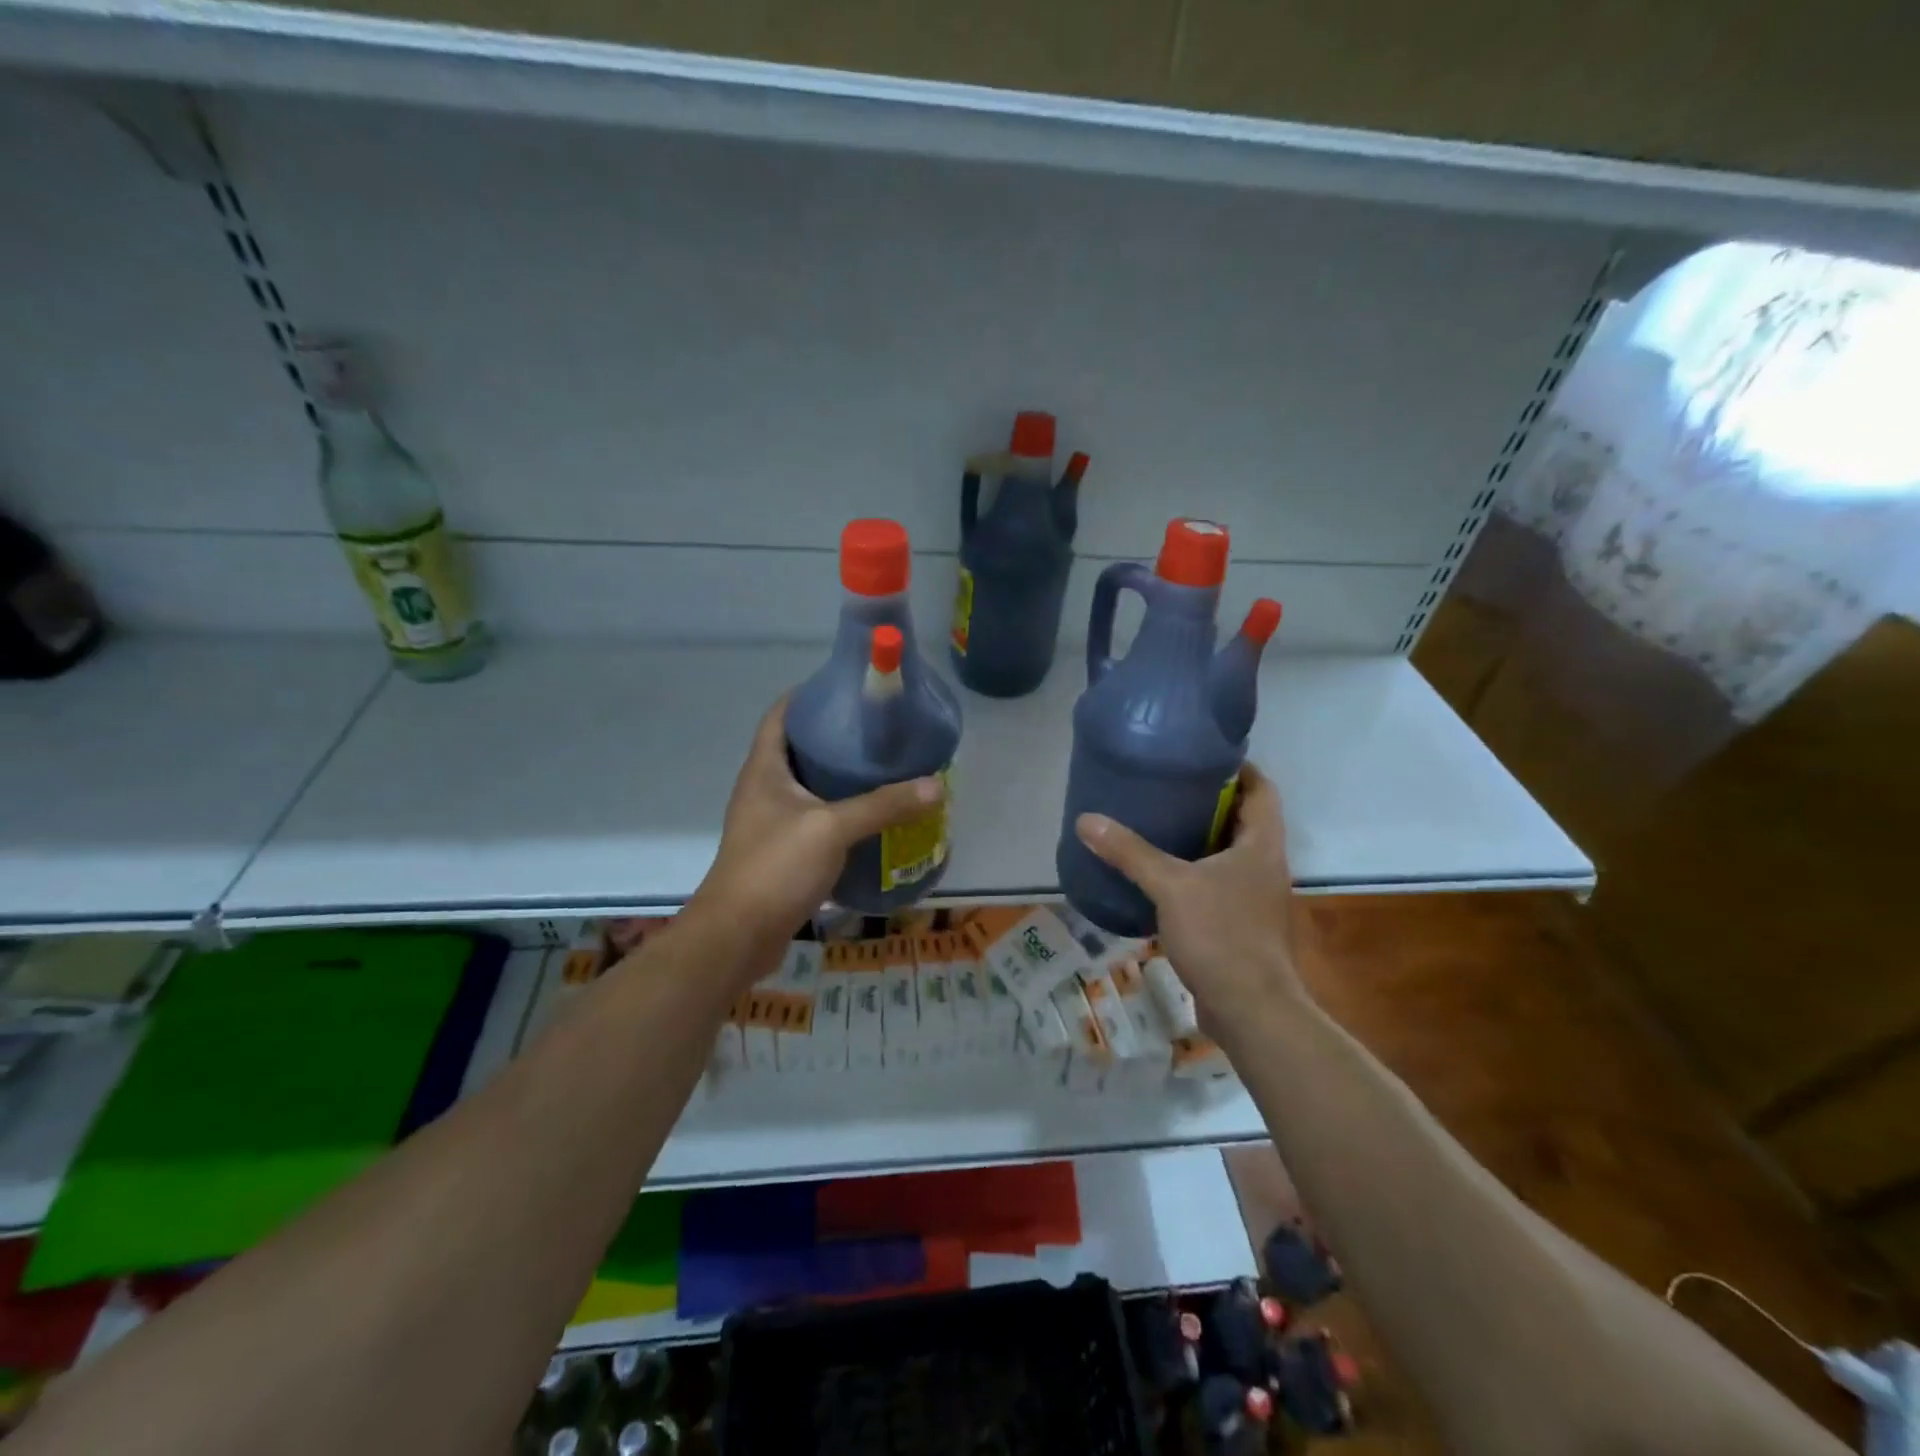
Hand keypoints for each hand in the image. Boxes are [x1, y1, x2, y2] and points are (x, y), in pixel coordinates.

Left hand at [684, 697, 942, 960]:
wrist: (738, 936)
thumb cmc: (776, 867)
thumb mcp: (832, 829)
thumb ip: (883, 805)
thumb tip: (935, 786)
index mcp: (764, 769)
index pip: (782, 714)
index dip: (810, 695)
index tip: (850, 689)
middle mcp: (763, 789)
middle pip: (799, 749)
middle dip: (837, 738)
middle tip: (880, 732)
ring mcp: (770, 823)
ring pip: (809, 787)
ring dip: (841, 779)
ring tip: (884, 769)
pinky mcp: (782, 853)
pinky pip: (815, 821)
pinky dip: (840, 814)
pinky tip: (872, 819)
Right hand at [1074, 762, 1305, 1035]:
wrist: (1251, 1010)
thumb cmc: (1221, 935)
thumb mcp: (1170, 886)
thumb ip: (1130, 852)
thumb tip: (1087, 820)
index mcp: (1261, 844)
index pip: (1262, 789)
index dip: (1239, 767)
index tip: (1201, 756)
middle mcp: (1264, 864)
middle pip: (1243, 818)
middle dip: (1209, 801)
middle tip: (1166, 786)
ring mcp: (1255, 896)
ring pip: (1229, 853)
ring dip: (1200, 837)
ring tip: (1157, 823)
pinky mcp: (1241, 923)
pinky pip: (1218, 883)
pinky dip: (1194, 872)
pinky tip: (1159, 876)